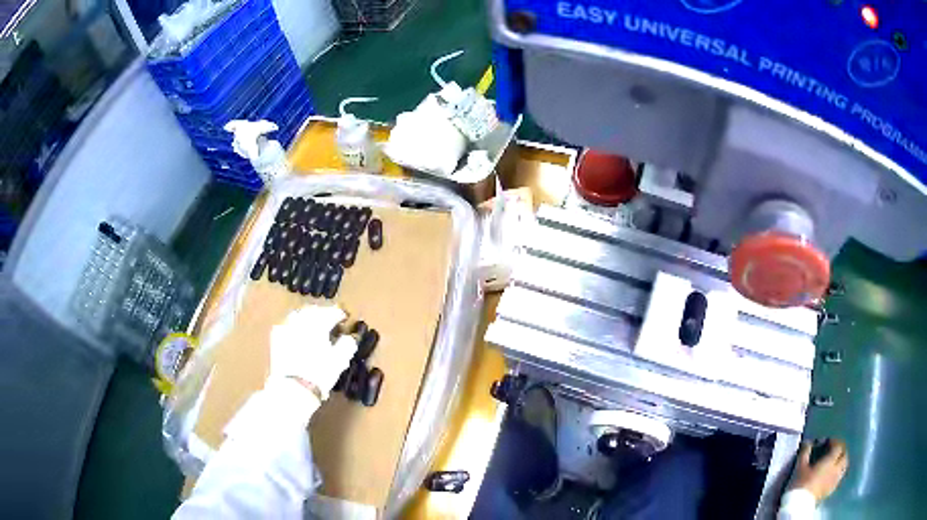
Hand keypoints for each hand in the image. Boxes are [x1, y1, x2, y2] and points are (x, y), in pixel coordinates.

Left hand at [269, 305, 356, 399]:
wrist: (293, 387)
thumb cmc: (320, 373)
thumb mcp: (340, 360)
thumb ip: (348, 343)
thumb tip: (350, 336)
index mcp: (319, 323)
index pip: (332, 311)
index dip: (341, 314)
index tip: (345, 319)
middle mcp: (302, 320)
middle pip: (315, 309)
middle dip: (324, 313)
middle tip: (331, 321)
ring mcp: (287, 326)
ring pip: (299, 314)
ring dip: (309, 316)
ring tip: (314, 326)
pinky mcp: (277, 336)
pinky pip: (287, 323)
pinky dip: (295, 324)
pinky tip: (298, 332)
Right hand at [790, 439, 848, 502]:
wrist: (800, 504)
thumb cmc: (801, 484)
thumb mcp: (801, 467)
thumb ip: (806, 453)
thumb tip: (808, 442)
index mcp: (830, 461)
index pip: (838, 446)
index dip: (835, 442)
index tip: (829, 442)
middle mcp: (836, 468)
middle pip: (844, 455)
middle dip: (841, 451)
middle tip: (835, 451)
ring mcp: (835, 479)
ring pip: (844, 466)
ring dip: (842, 461)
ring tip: (836, 462)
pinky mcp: (832, 489)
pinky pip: (840, 477)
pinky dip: (839, 472)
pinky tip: (833, 475)